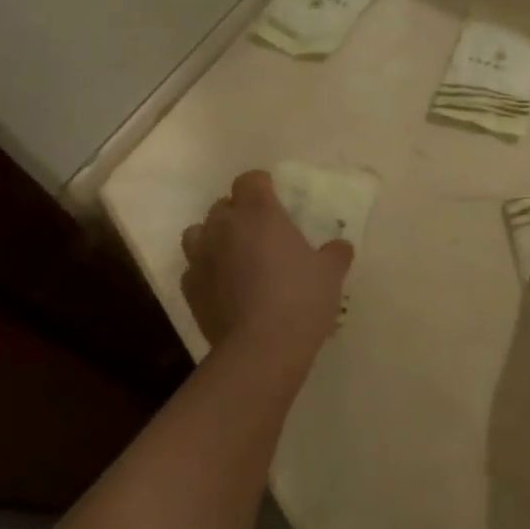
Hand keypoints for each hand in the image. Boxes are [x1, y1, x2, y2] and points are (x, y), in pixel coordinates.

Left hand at [180, 170, 350, 361]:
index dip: (262, 185)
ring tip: (235, 257)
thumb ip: (335, 253)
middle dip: (239, 213)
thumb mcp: (331, 273)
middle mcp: (224, 227)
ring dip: (215, 238)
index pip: (250, 180)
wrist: (261, 349)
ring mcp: (200, 257)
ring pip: (199, 233)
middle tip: (262, 233)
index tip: (276, 199)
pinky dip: (207, 271)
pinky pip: (194, 268)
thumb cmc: (300, 299)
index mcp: (259, 213)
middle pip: (223, 205)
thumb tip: (340, 246)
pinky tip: (224, 288)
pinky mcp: (189, 288)